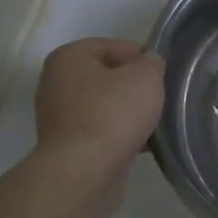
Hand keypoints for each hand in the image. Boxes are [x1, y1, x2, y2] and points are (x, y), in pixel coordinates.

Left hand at [35, 38, 164, 168]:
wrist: (84, 172)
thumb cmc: (113, 113)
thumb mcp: (145, 76)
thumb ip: (151, 63)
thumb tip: (148, 64)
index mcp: (69, 57)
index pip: (114, 46)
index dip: (142, 58)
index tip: (161, 76)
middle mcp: (56, 82)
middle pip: (107, 76)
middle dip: (133, 87)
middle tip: (158, 98)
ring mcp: (57, 117)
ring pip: (104, 105)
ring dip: (127, 113)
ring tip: (152, 123)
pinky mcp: (65, 146)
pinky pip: (99, 131)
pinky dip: (118, 134)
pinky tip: (139, 143)